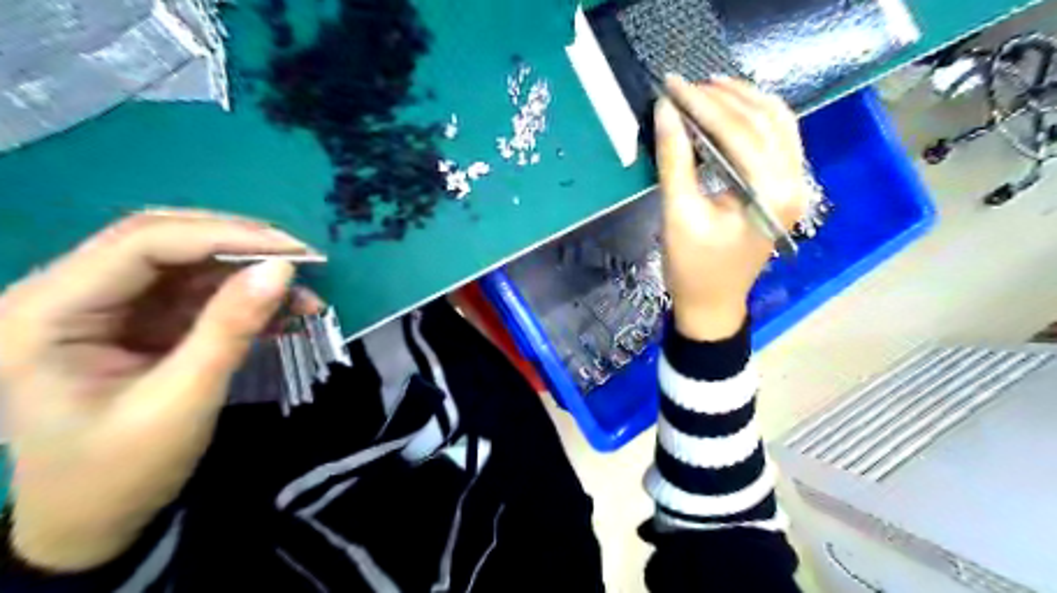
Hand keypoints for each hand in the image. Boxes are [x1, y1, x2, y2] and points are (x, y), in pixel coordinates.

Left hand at [1, 209, 321, 568]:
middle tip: (303, 259)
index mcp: (48, 312)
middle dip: (239, 244)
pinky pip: (198, 291)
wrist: (93, 521)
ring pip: (187, 262)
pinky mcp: (139, 320)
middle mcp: (68, 294)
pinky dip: (244, 297)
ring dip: (248, 272)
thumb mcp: (183, 400)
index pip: (143, 244)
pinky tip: (283, 310)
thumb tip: (283, 269)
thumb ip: (230, 328)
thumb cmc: (121, 471)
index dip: (224, 237)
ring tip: (303, 293)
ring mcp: (106, 305)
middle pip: (163, 239)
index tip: (293, 252)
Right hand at [653, 76, 811, 340]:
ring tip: (708, 88)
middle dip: (723, 97)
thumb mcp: (678, 214)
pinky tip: (731, 112)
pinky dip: (755, 119)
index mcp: (770, 194)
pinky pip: (778, 140)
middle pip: (765, 120)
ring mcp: (795, 186)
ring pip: (779, 124)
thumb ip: (675, 160)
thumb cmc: (693, 268)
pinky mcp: (784, 190)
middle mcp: (794, 183)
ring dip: (745, 101)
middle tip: (686, 85)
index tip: (671, 85)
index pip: (738, 132)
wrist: (713, 305)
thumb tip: (666, 111)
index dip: (702, 104)